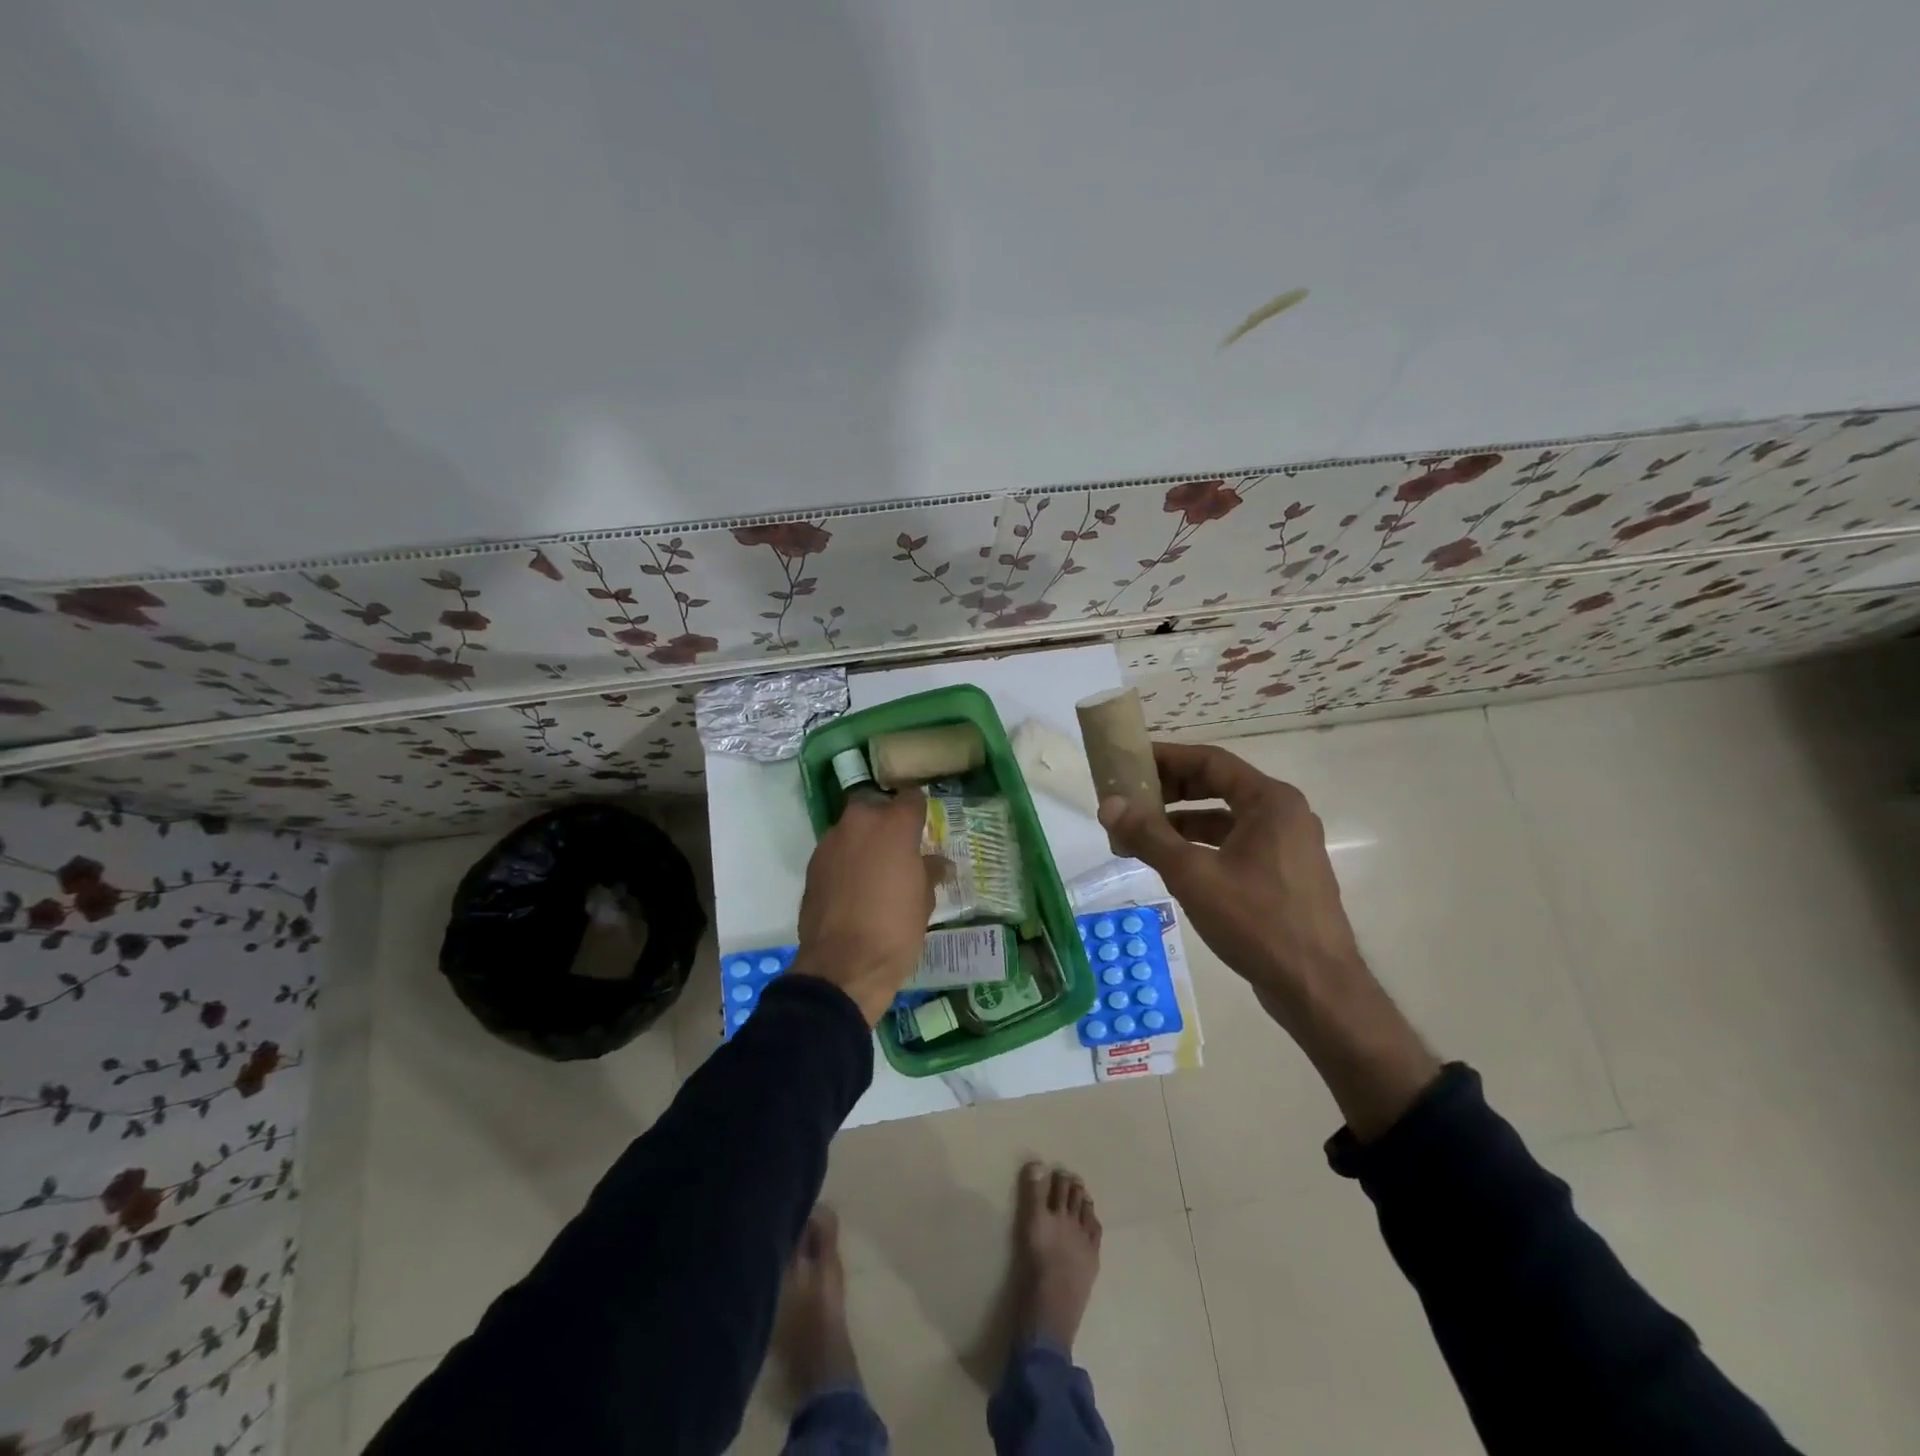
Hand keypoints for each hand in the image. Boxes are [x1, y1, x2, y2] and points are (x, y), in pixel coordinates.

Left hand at [793, 788, 943, 1024]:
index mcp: (893, 825)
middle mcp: (859, 823)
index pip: (911, 798)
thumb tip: (938, 864)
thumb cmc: (895, 929)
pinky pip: (837, 852)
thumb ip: (929, 872)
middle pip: (876, 807)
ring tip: (877, 870)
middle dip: (887, 822)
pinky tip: (856, 887)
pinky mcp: (812, 865)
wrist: (843, 966)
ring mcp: (831, 842)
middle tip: (901, 848)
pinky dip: (847, 861)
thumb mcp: (924, 901)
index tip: (925, 823)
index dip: (919, 809)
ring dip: (865, 842)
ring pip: (853, 829)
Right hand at [1096, 742, 1363, 1023]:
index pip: (1210, 761)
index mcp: (1270, 801)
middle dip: (1170, 791)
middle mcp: (1283, 814)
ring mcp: (1287, 846)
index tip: (1130, 761)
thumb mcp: (1193, 875)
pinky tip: (1171, 863)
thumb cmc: (1257, 921)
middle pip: (1218, 786)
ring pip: (1225, 819)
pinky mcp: (1284, 875)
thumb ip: (1148, 836)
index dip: (1167, 757)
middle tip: (1129, 799)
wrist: (1317, 989)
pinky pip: (1235, 845)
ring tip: (1139, 834)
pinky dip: (1201, 846)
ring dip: (1181, 822)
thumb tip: (1108, 804)